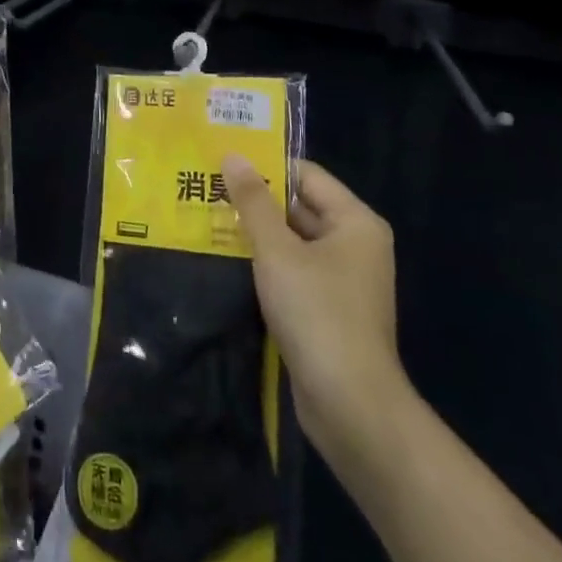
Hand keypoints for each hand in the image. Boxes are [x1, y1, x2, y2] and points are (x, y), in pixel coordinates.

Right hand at [223, 155, 414, 458]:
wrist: (350, 405)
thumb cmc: (317, 313)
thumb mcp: (277, 251)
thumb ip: (254, 202)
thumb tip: (233, 156)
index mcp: (355, 222)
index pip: (306, 175)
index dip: (265, 166)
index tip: (222, 161)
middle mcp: (355, 244)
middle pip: (299, 207)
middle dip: (255, 201)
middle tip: (206, 187)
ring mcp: (342, 280)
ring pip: (292, 241)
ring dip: (255, 234)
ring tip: (206, 218)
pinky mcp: (327, 309)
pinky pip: (292, 271)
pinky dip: (264, 264)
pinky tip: (226, 260)